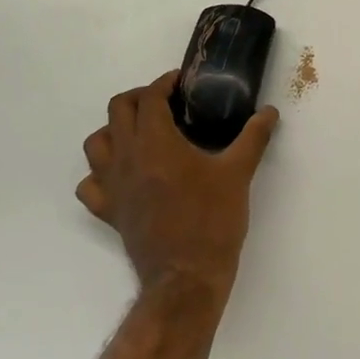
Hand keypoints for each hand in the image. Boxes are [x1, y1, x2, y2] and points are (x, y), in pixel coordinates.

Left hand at [77, 71, 279, 297]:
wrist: (186, 276)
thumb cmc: (212, 220)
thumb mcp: (238, 173)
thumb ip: (253, 138)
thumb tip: (269, 112)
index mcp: (156, 141)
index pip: (149, 97)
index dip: (163, 83)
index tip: (180, 82)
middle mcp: (126, 157)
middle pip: (118, 110)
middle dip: (139, 98)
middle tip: (165, 103)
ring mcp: (112, 185)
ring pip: (96, 143)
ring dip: (114, 130)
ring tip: (139, 133)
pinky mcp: (108, 211)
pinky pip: (89, 184)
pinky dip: (100, 173)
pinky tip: (121, 175)